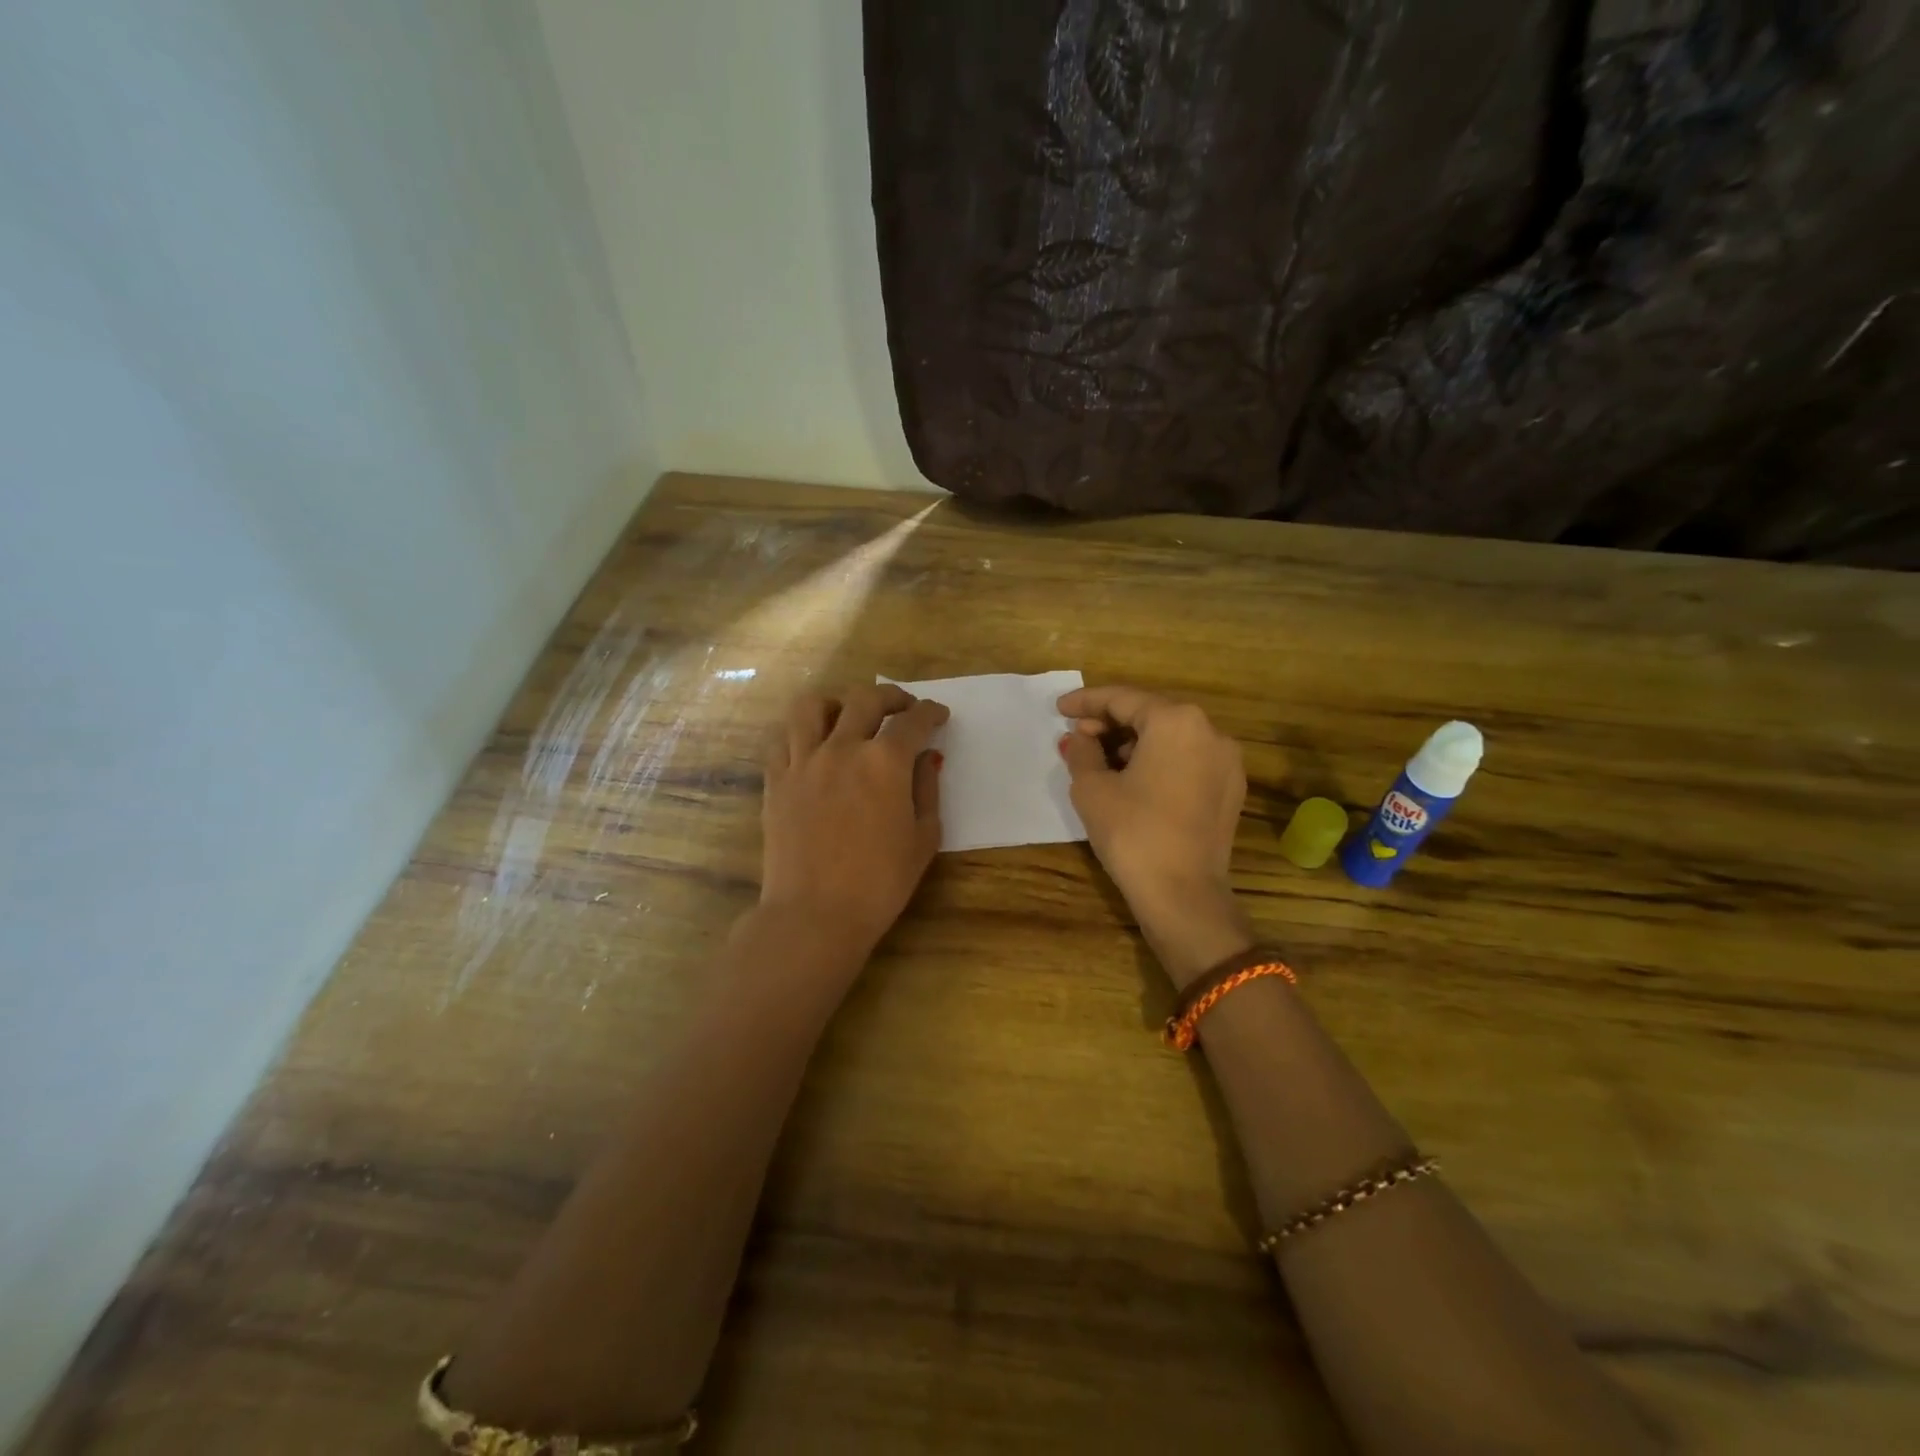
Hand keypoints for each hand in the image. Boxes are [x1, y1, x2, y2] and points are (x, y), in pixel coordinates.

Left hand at [760, 684, 947, 959]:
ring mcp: (803, 761)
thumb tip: (926, 759)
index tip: (939, 715)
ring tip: (848, 716)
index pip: (912, 721)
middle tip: (903, 708)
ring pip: (813, 706)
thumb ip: (927, 789)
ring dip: (837, 702)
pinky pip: (783, 737)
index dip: (931, 713)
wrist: (815, 914)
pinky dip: (801, 730)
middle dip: (891, 696)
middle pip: (865, 699)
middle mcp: (842, 748)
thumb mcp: (923, 838)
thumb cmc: (880, 883)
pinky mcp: (776, 779)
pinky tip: (813, 743)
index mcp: (884, 762)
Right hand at [1057, 685, 1254, 986]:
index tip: (1060, 708)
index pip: (1123, 699)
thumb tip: (1081, 738)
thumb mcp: (1092, 788)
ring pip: (1171, 738)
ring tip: (1100, 760)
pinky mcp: (1230, 790)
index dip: (1086, 702)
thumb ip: (1082, 751)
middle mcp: (1209, 731)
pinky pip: (1187, 761)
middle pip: (1151, 714)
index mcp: (1176, 721)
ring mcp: (1226, 761)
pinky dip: (1158, 762)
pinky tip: (1132, 779)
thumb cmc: (1132, 832)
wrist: (1183, 894)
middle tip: (1077, 736)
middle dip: (1111, 723)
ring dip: (1133, 743)